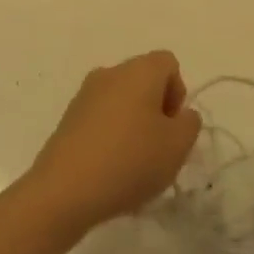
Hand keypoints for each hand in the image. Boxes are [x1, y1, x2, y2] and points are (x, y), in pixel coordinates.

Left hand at [28, 51, 202, 232]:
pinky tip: (110, 171)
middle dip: (156, 111)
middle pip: (144, 81)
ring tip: (133, 165)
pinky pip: (101, 119)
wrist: (64, 190)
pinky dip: (111, 137)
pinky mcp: (68, 119)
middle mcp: (111, 73)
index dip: (178, 93)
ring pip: (122, 101)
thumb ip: (189, 124)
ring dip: (134, 125)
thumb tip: (180, 114)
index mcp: (139, 70)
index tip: (172, 127)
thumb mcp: (177, 146)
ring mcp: (85, 95)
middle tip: (158, 149)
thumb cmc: (130, 161)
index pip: (168, 64)